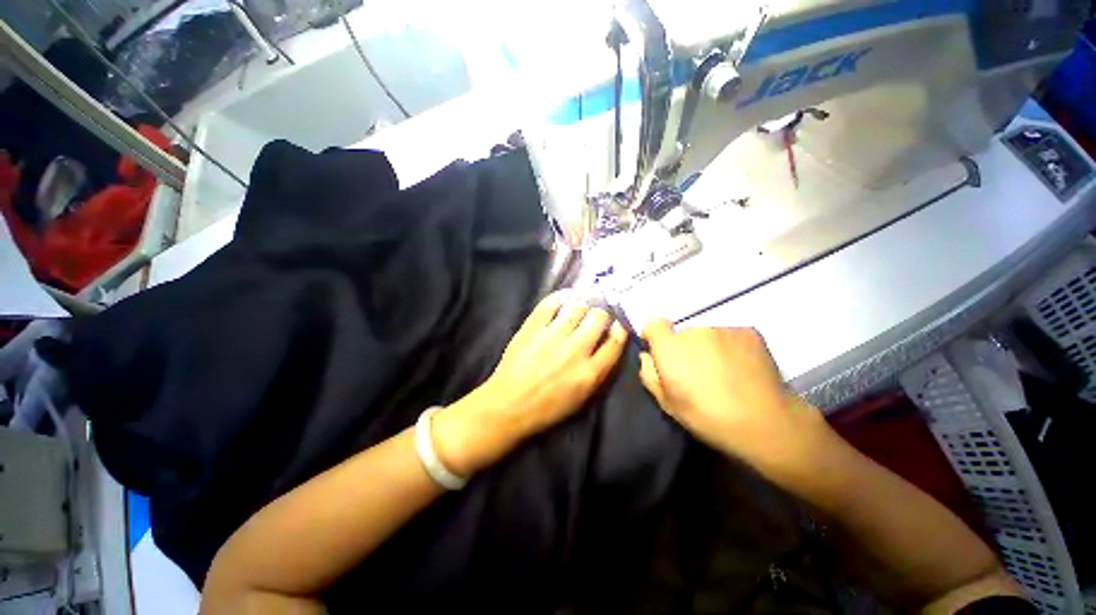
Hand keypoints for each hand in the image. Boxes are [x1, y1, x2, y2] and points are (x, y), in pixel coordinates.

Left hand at [434, 292, 627, 474]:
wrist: (509, 406)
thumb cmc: (547, 408)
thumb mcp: (582, 398)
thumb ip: (598, 371)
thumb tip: (606, 344)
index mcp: (590, 372)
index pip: (615, 341)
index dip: (619, 330)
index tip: (616, 326)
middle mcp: (575, 350)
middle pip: (599, 318)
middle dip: (601, 314)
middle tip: (596, 316)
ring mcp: (552, 336)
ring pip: (577, 306)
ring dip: (583, 304)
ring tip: (581, 305)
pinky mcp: (532, 328)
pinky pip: (550, 304)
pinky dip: (560, 297)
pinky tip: (564, 298)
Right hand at [638, 319, 820, 460]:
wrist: (764, 421)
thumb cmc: (707, 415)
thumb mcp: (667, 403)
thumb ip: (649, 373)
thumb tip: (647, 356)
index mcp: (670, 347)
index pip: (654, 324)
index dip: (655, 336)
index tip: (661, 352)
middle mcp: (694, 330)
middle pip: (682, 332)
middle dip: (685, 347)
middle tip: (697, 371)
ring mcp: (723, 329)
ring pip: (707, 334)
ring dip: (708, 347)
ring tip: (723, 372)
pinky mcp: (748, 331)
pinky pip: (730, 335)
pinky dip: (731, 347)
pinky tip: (742, 368)